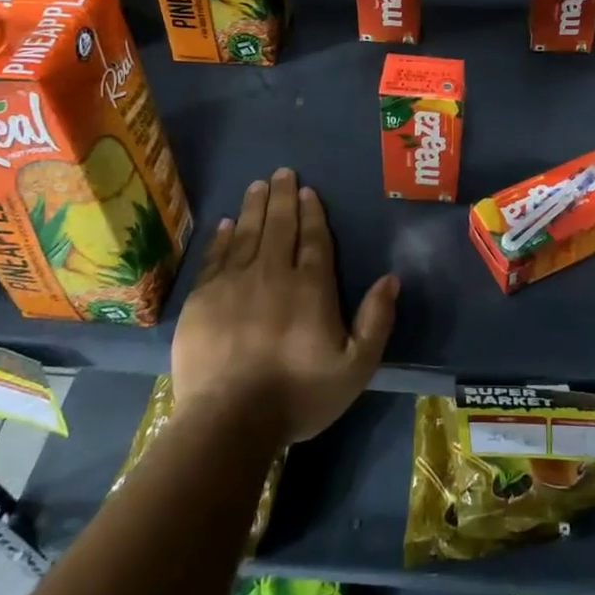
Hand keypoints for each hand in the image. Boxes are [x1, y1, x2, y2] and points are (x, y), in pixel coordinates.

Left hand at [171, 168, 398, 445]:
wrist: (229, 422)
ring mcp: (233, 283)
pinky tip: (226, 224)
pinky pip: (215, 257)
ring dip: (253, 207)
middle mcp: (272, 273)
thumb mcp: (355, 366)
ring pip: (246, 233)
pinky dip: (222, 237)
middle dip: (282, 197)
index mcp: (311, 287)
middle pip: (279, 226)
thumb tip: (392, 279)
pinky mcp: (202, 299)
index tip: (308, 190)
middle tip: (281, 172)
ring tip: (257, 185)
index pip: (313, 238)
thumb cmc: (299, 395)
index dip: (312, 212)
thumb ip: (376, 321)